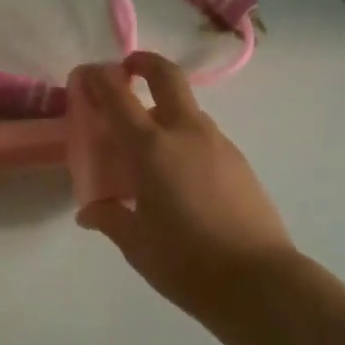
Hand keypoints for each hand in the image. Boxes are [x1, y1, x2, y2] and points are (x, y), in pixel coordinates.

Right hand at [72, 53, 297, 313]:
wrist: (259, 281)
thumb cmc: (186, 262)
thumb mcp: (137, 244)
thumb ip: (110, 218)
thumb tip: (89, 212)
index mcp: (152, 148)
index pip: (118, 97)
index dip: (98, 79)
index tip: (85, 74)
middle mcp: (186, 133)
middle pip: (167, 76)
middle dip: (144, 63)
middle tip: (127, 71)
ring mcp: (218, 143)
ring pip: (188, 108)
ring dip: (165, 108)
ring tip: (149, 144)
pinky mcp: (239, 161)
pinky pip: (204, 135)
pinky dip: (185, 137)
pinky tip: (180, 174)